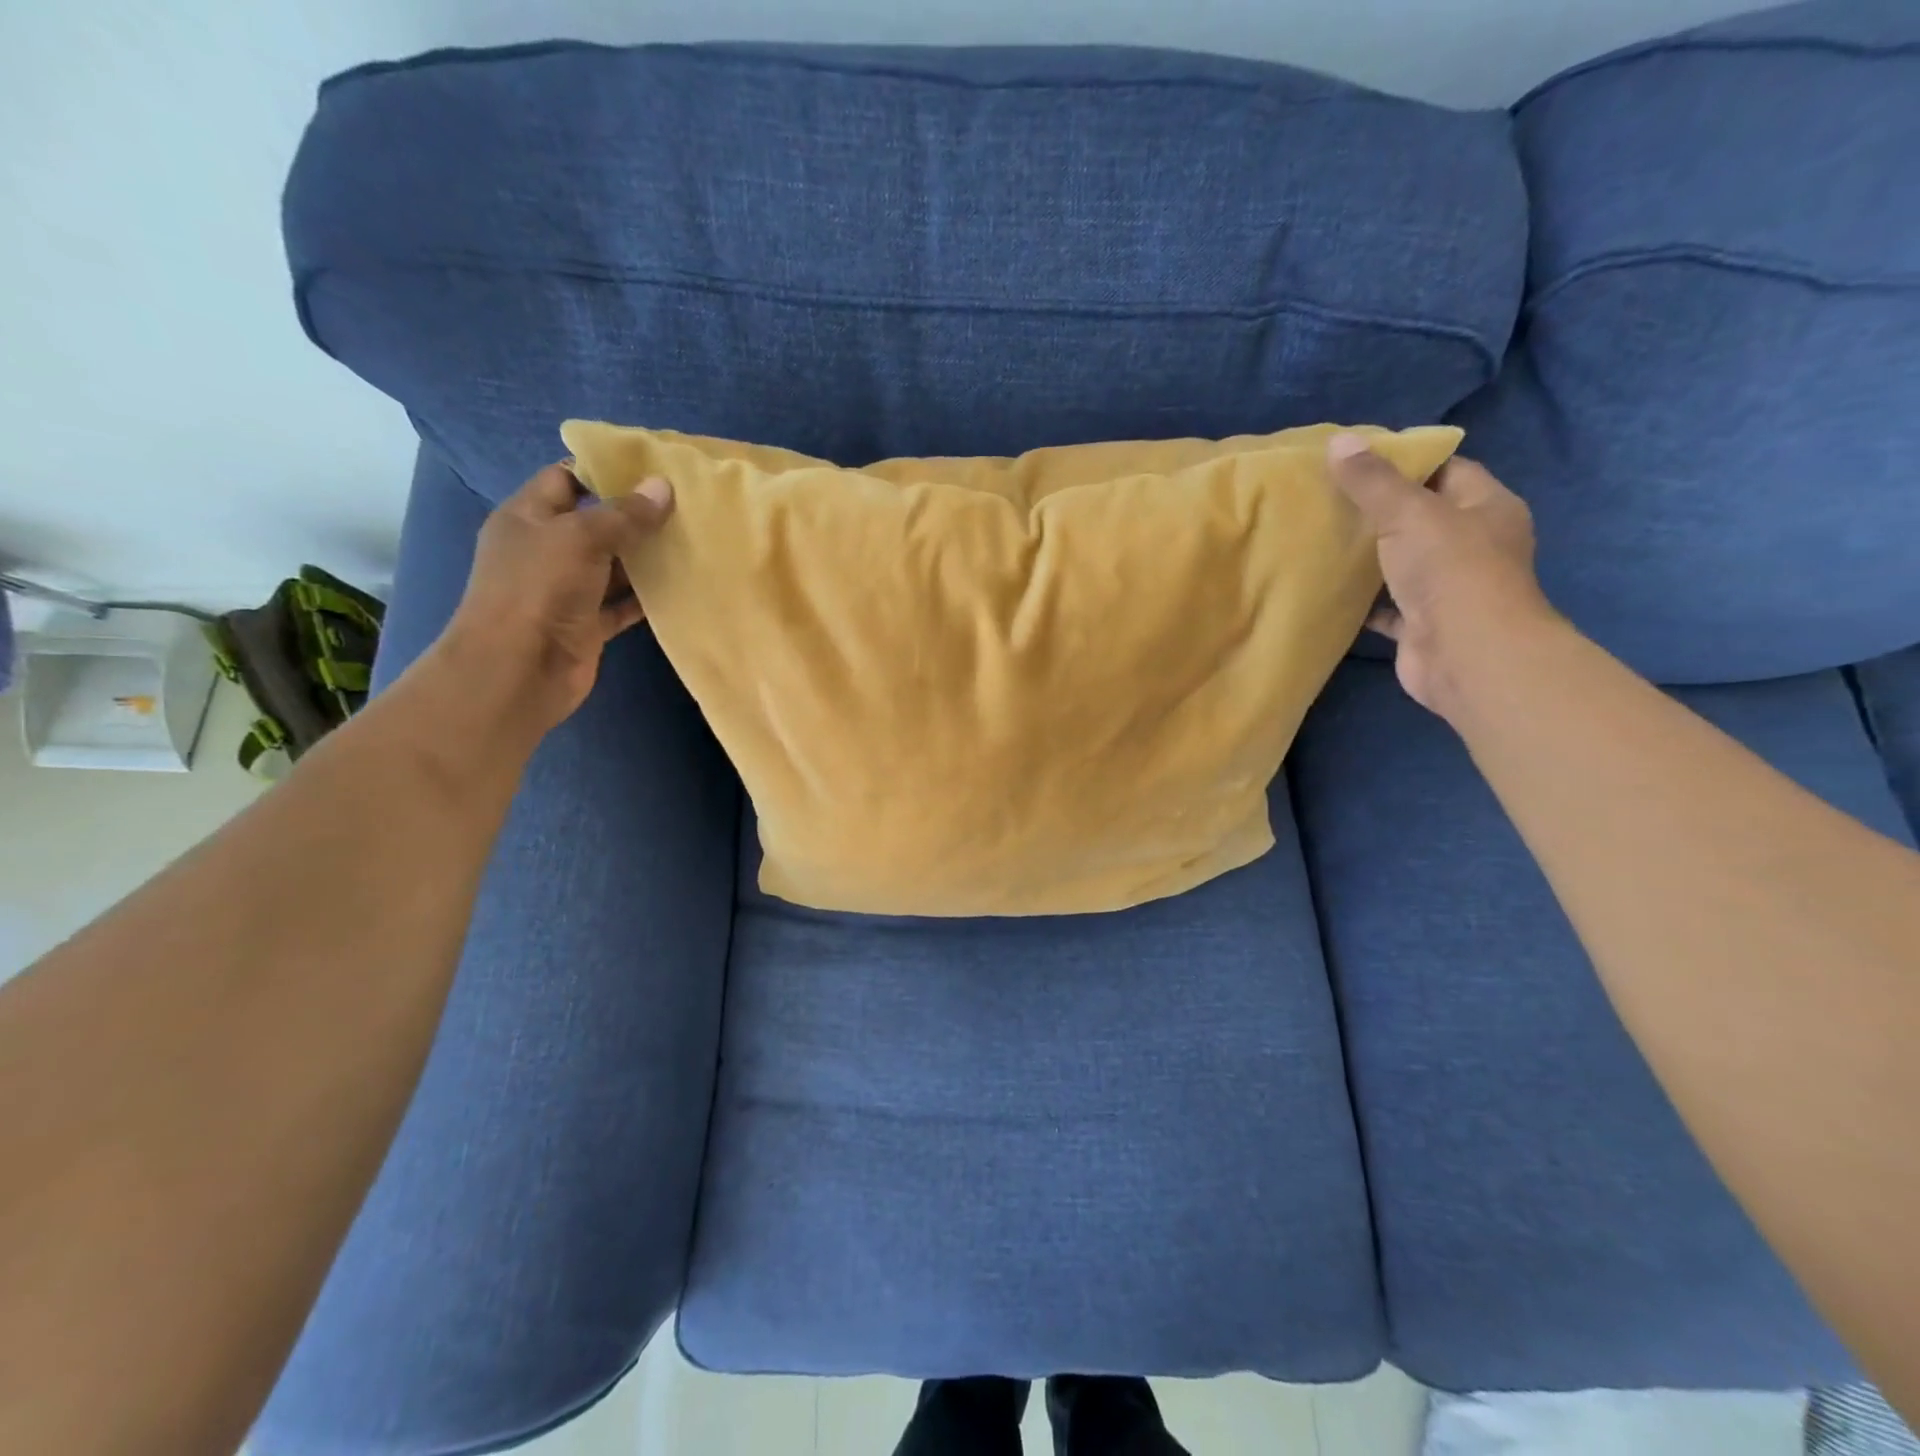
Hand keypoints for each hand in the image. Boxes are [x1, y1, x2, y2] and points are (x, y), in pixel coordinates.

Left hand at [434, 463, 673, 732]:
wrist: (517, 671)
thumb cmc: (538, 590)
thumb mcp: (580, 538)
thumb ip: (624, 515)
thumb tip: (663, 486)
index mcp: (528, 517)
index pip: (566, 479)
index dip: (604, 471)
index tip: (652, 470)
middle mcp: (546, 550)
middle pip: (595, 523)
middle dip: (635, 515)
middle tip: (685, 506)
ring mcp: (566, 590)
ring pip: (613, 566)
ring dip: (646, 558)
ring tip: (693, 541)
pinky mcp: (587, 625)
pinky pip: (622, 605)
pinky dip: (647, 597)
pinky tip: (681, 586)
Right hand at [1326, 433, 1558, 721]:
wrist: (1466, 655)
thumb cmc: (1450, 571)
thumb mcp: (1408, 513)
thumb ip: (1372, 481)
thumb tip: (1339, 441)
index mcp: (1486, 507)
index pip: (1448, 470)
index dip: (1407, 462)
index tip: (1358, 460)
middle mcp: (1474, 545)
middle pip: (1423, 517)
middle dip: (1381, 510)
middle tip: (1330, 498)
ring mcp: (1449, 588)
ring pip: (1404, 563)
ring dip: (1370, 557)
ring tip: (1323, 539)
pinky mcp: (1423, 625)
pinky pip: (1387, 606)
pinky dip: (1363, 601)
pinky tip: (1329, 589)